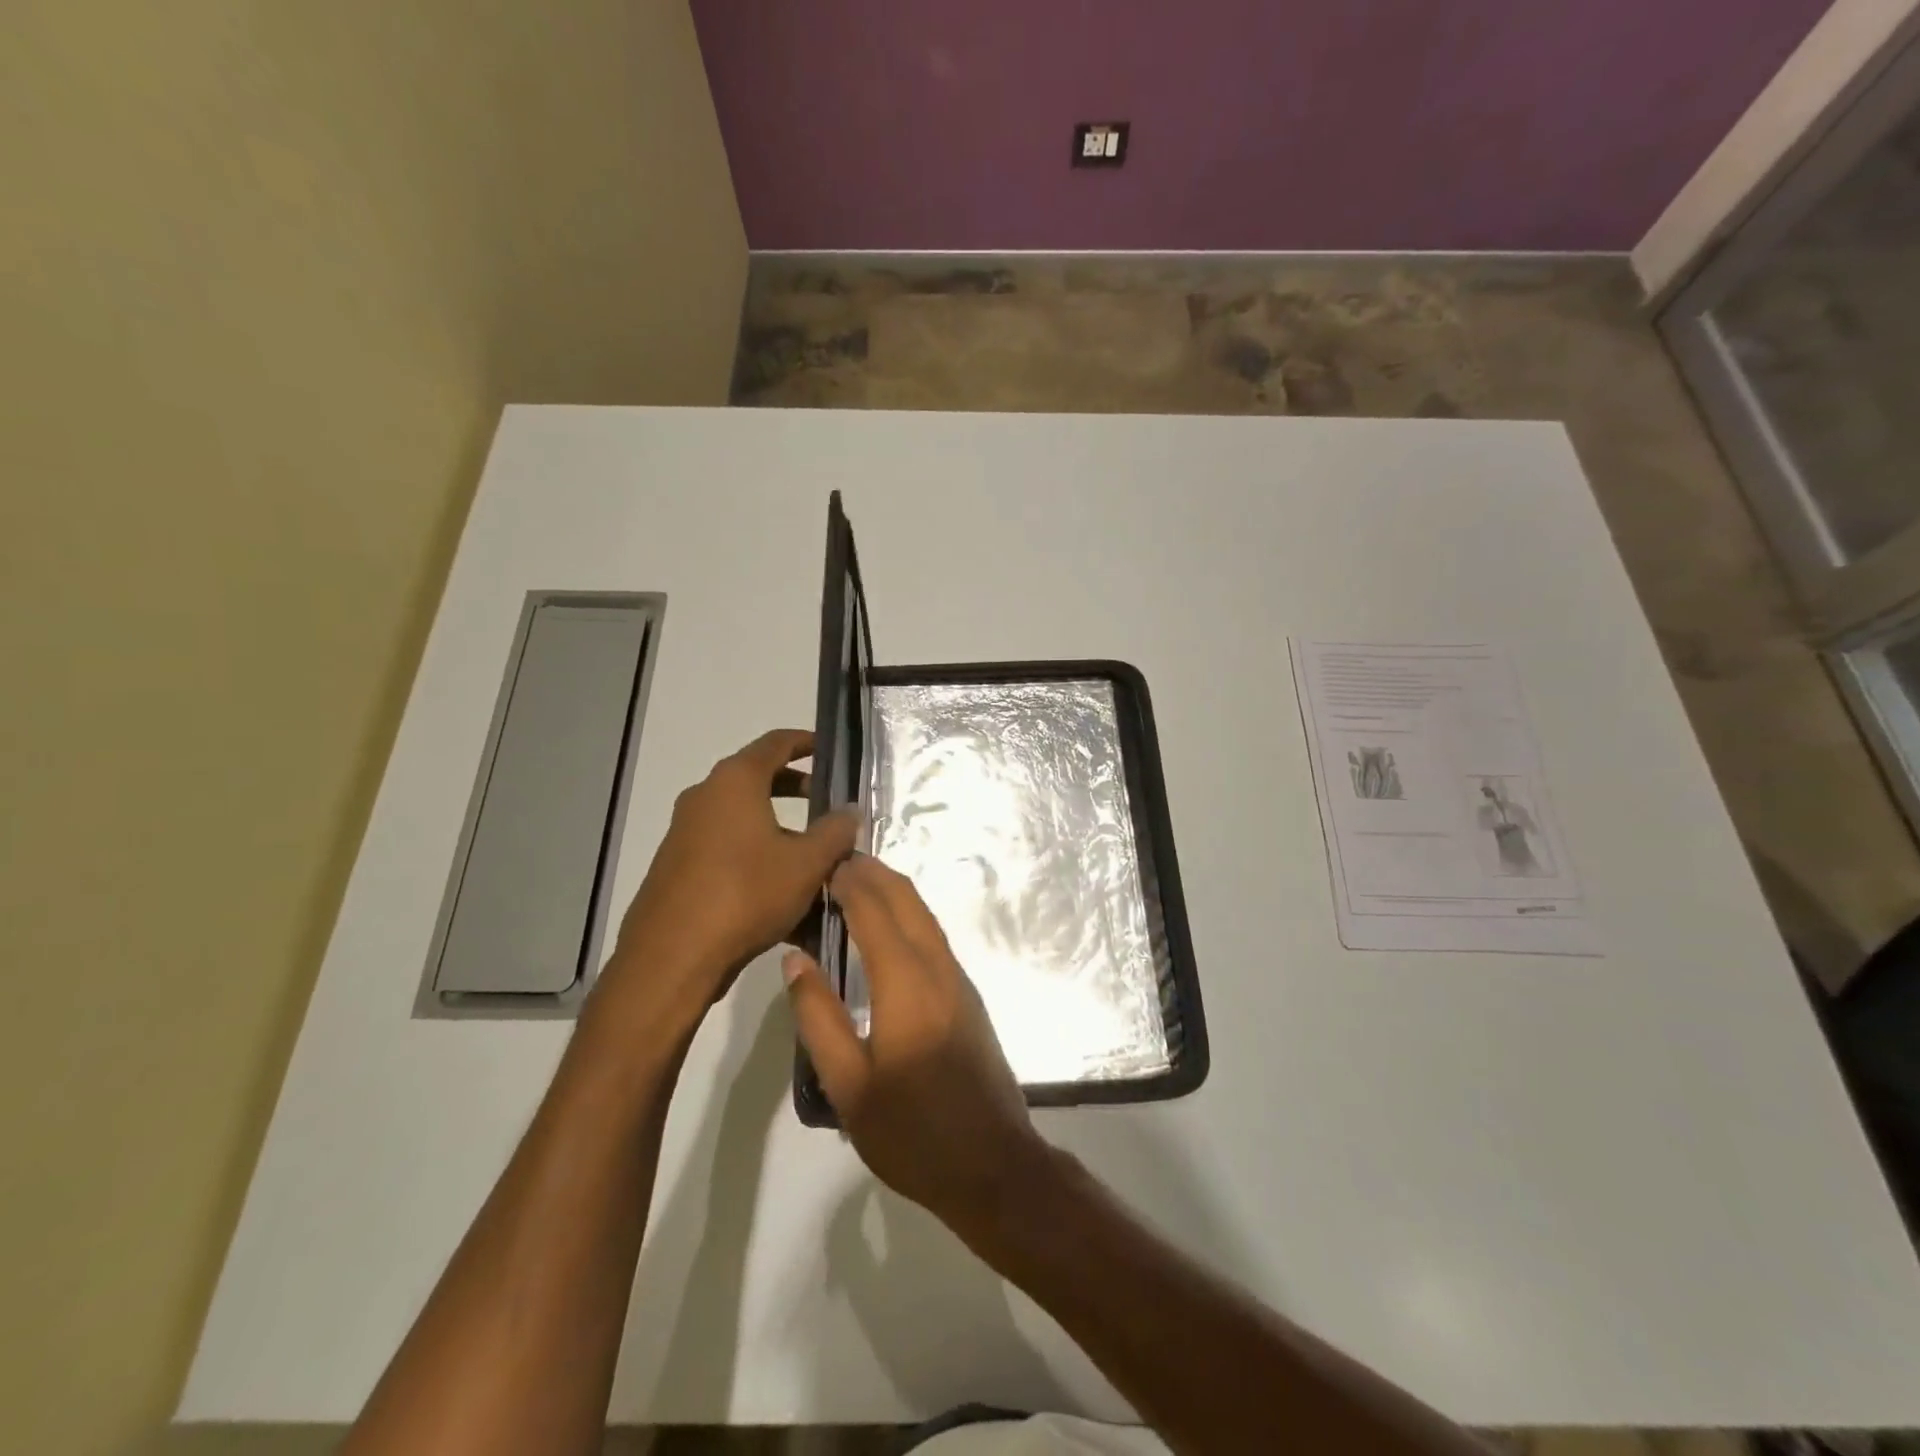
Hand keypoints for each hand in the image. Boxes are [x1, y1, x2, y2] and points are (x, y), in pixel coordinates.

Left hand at [602, 729, 858, 1023]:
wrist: (672, 956)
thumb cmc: (746, 894)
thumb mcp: (806, 863)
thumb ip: (835, 832)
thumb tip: (850, 811)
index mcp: (735, 782)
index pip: (775, 743)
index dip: (806, 742)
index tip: (829, 748)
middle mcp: (705, 797)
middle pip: (757, 779)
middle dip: (795, 788)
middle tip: (826, 802)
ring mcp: (686, 832)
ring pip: (743, 819)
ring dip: (779, 829)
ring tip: (813, 857)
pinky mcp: (678, 866)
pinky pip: (727, 848)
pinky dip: (757, 855)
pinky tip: (783, 893)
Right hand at [782, 855, 1049, 1236]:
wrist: (993, 1165)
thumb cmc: (912, 1132)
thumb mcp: (848, 1085)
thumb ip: (819, 1016)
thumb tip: (795, 958)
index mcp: (906, 983)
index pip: (874, 911)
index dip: (849, 882)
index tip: (823, 863)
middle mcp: (938, 968)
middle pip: (907, 901)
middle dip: (874, 873)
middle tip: (838, 861)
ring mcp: (959, 980)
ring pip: (925, 916)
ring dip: (894, 891)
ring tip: (858, 883)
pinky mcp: (968, 996)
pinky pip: (934, 937)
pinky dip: (908, 915)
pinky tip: (889, 928)